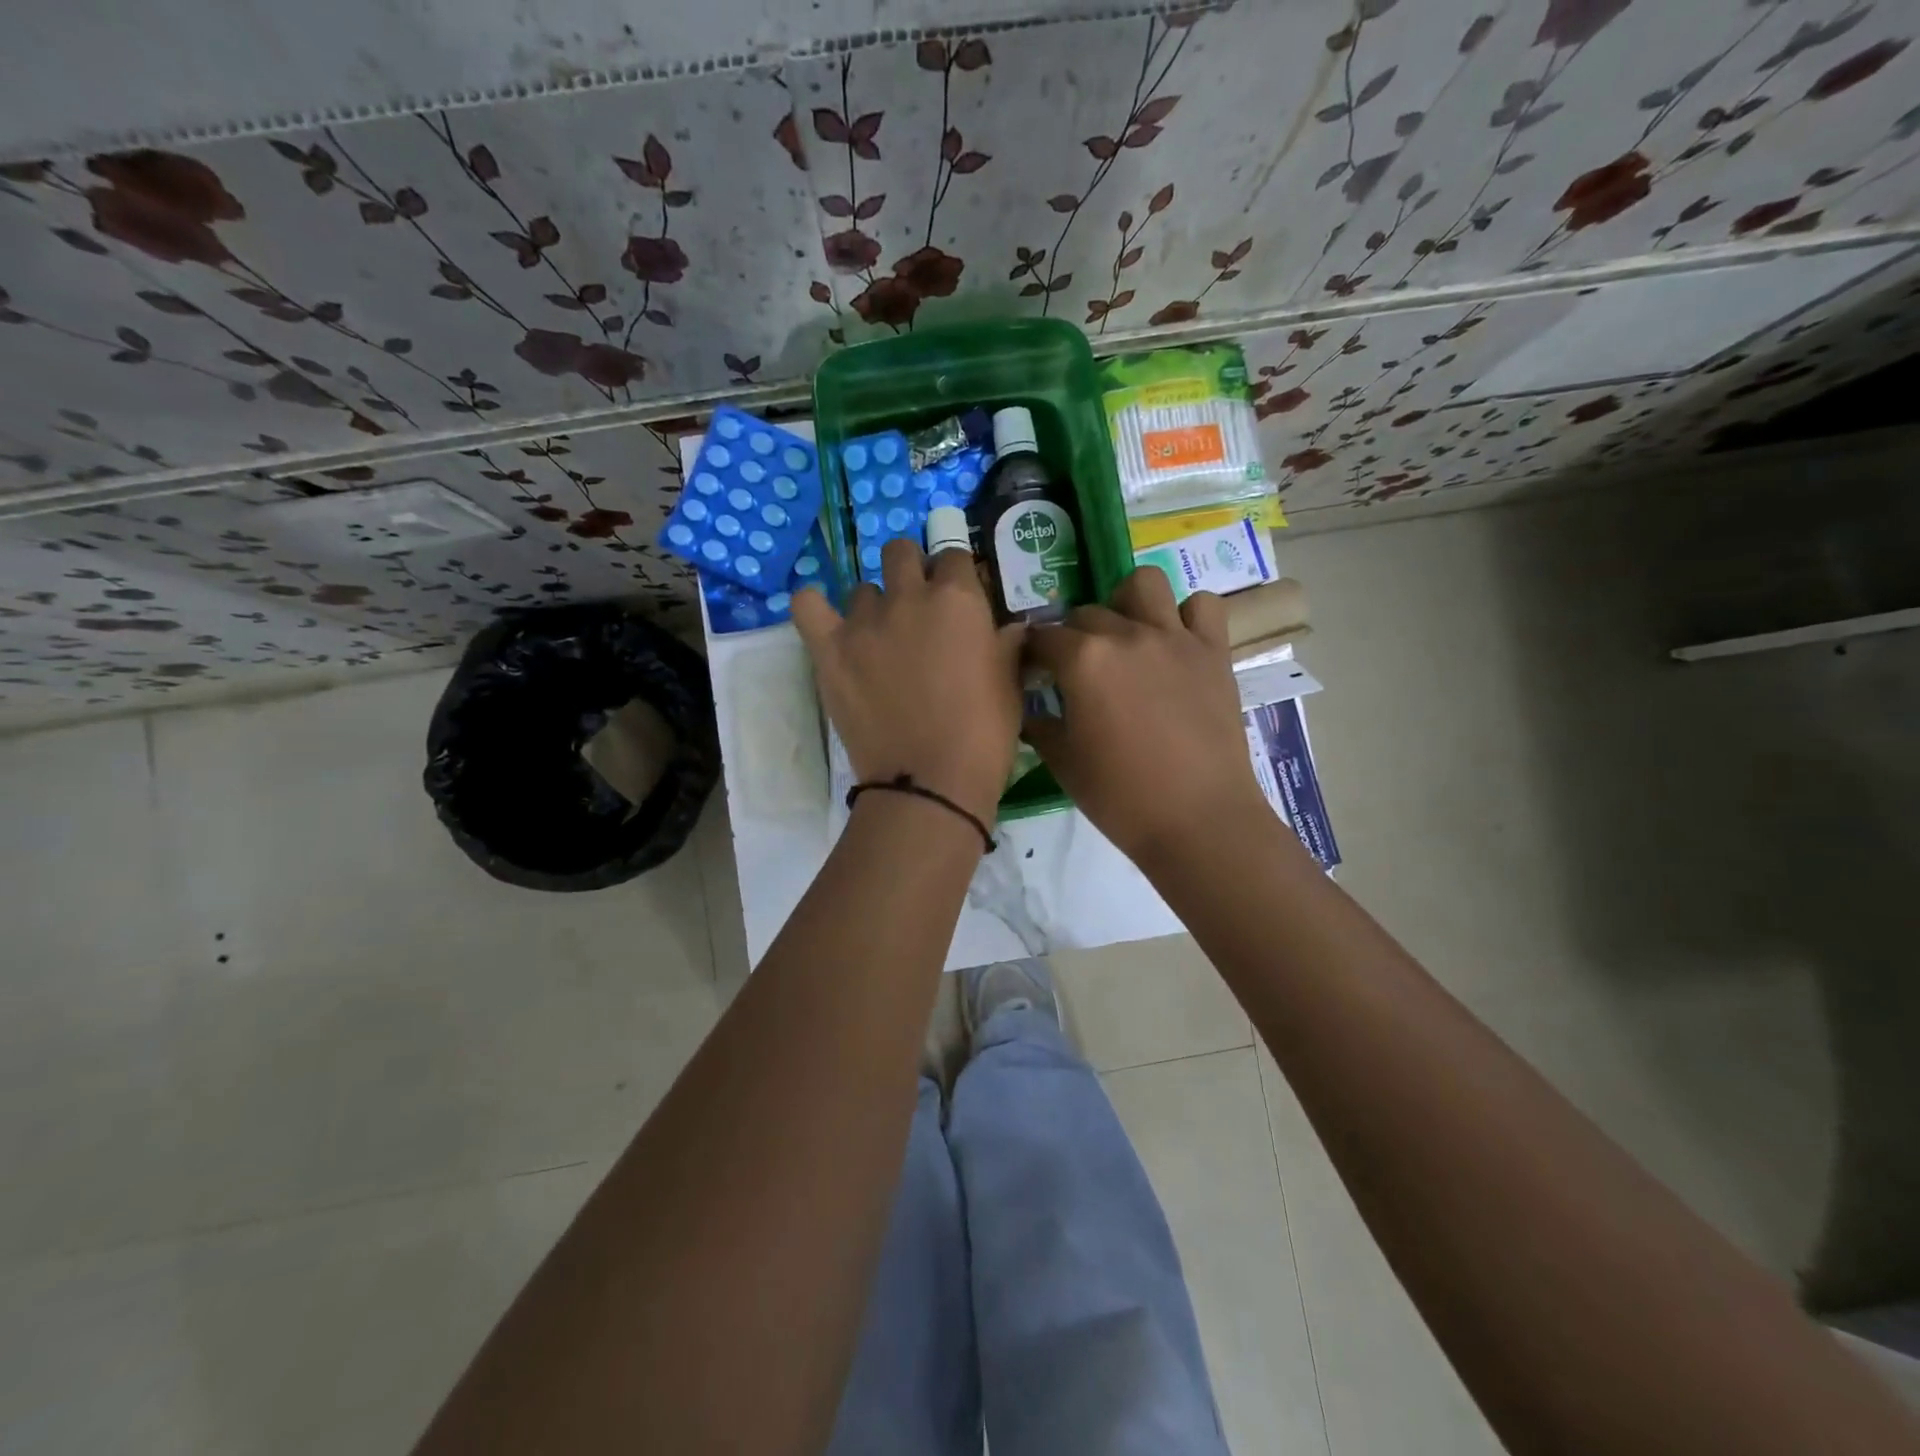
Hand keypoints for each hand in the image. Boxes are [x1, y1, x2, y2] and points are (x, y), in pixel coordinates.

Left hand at [793, 537, 1024, 826]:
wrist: (929, 782)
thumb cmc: (983, 735)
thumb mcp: (1010, 683)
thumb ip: (1006, 643)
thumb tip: (1008, 627)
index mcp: (958, 599)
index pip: (954, 556)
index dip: (957, 576)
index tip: (959, 599)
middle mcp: (908, 596)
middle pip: (901, 552)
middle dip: (912, 571)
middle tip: (918, 611)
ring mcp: (863, 621)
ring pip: (862, 589)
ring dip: (874, 606)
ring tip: (880, 640)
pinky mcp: (828, 649)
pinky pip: (807, 604)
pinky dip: (815, 607)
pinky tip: (828, 623)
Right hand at [1023, 566, 1264, 864]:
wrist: (1198, 820)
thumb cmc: (1121, 797)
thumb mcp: (1064, 764)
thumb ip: (1041, 726)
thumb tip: (1032, 710)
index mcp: (1083, 660)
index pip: (1043, 637)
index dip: (1033, 653)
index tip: (1032, 671)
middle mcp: (1127, 634)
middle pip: (1086, 612)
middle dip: (1073, 635)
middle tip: (1078, 669)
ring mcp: (1175, 638)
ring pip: (1143, 584)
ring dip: (1126, 602)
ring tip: (1126, 634)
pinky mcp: (1213, 651)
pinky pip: (1201, 606)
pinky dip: (1186, 615)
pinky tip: (1176, 642)